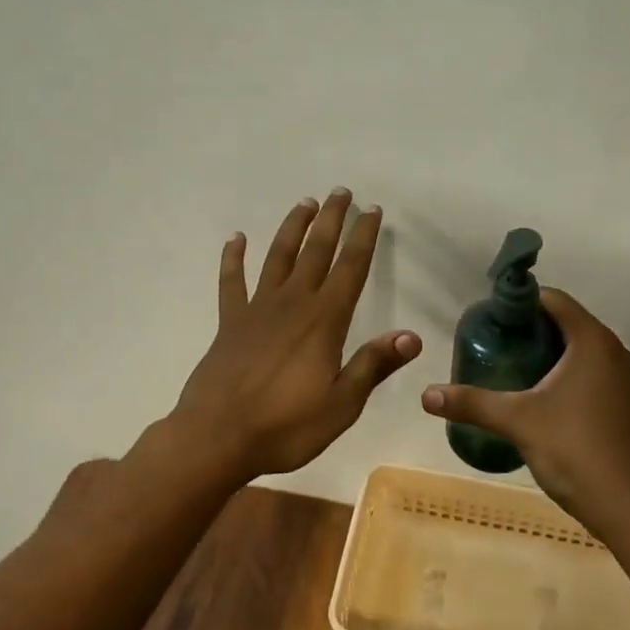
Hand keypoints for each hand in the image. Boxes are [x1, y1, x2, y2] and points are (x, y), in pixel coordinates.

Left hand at [172, 189, 421, 481]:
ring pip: (278, 257)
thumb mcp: (341, 404)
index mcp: (324, 321)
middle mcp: (293, 304)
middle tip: (341, 192)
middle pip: (316, 251)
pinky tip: (236, 238)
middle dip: (331, 220)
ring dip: (293, 228)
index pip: (350, 269)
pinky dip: (234, 258)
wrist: (217, 438)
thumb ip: (373, 365)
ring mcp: (257, 310)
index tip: (372, 210)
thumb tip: (412, 336)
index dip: (363, 237)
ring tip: (305, 203)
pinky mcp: (229, 323)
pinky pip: (232, 281)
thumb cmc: (286, 426)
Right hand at [420, 289, 629, 540]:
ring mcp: (624, 378)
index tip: (490, 319)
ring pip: (580, 349)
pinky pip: (591, 371)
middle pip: (566, 322)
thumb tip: (427, 395)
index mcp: (592, 341)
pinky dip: (565, 373)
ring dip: (547, 352)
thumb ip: (472, 403)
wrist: (628, 507)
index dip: (520, 303)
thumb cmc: (575, 449)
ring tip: (509, 368)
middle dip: (529, 329)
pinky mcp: (625, 403)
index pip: (554, 299)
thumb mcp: (517, 421)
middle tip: (493, 344)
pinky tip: (539, 397)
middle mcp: (614, 351)